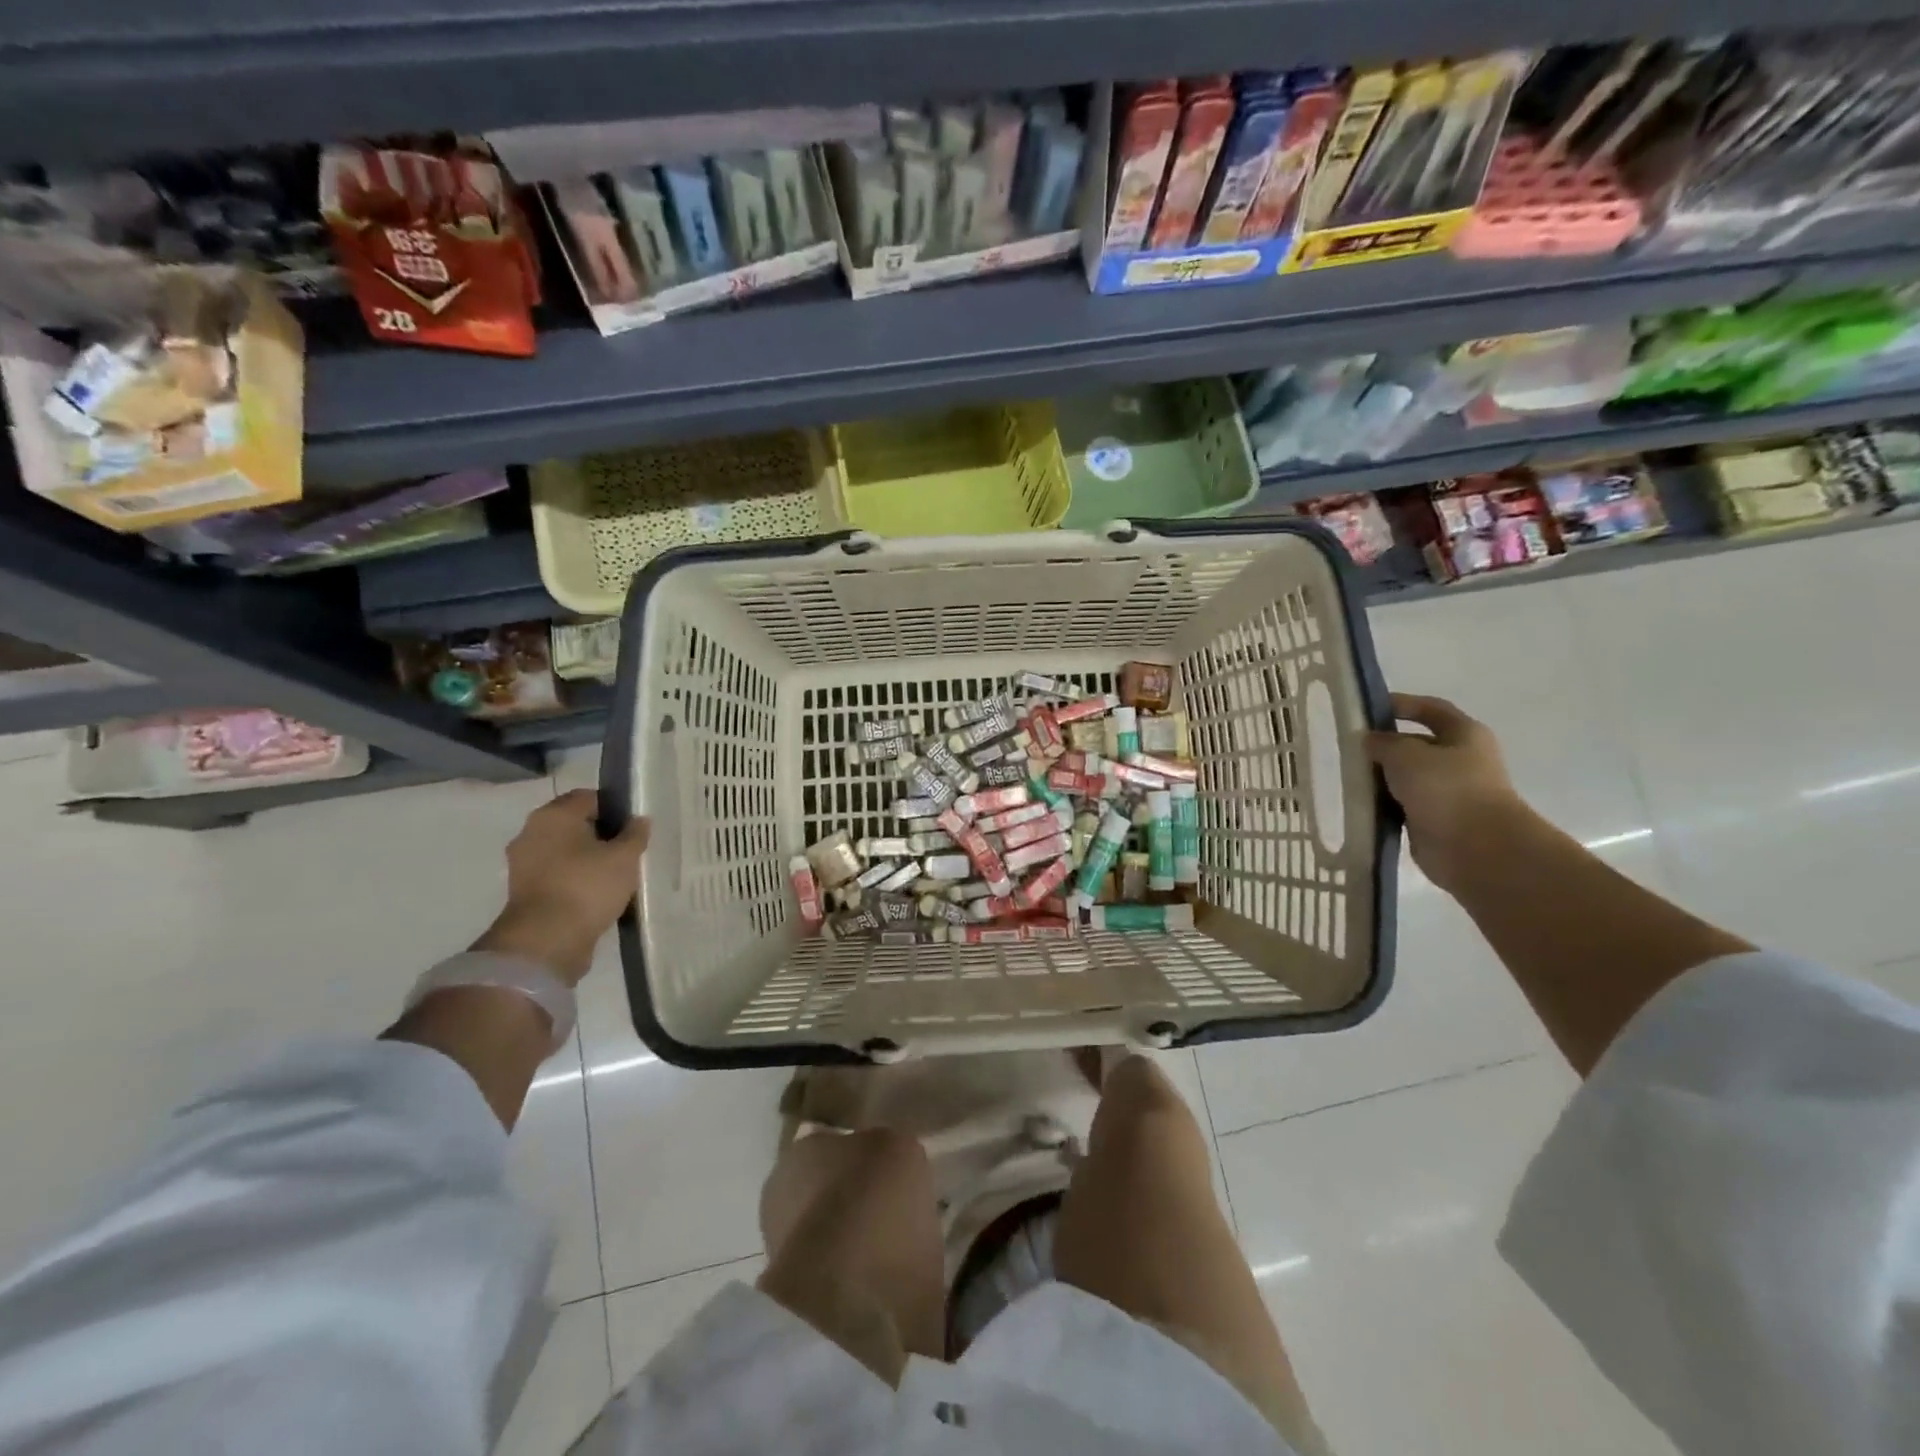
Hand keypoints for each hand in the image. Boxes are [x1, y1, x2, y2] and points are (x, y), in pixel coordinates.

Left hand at [473, 789, 649, 983]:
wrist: (546, 941)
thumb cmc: (587, 886)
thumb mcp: (625, 857)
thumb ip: (635, 834)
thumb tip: (638, 820)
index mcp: (554, 815)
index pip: (590, 797)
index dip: (616, 808)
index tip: (635, 828)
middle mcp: (531, 832)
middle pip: (575, 824)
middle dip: (601, 835)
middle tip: (628, 851)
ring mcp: (523, 864)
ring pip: (565, 851)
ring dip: (587, 859)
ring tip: (617, 874)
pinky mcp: (524, 892)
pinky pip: (557, 875)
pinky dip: (575, 880)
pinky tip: (598, 893)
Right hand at [1366, 693, 1532, 891]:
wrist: (1477, 849)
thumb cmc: (1446, 789)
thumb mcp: (1406, 754)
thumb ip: (1383, 743)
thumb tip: (1370, 741)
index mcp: (1465, 735)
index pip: (1431, 709)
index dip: (1402, 704)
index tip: (1367, 709)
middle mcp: (1461, 760)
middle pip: (1417, 744)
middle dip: (1385, 745)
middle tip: (1349, 747)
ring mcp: (1449, 792)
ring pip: (1407, 777)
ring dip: (1382, 777)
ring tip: (1348, 776)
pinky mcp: (1435, 820)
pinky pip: (1402, 804)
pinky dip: (1383, 803)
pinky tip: (1359, 803)